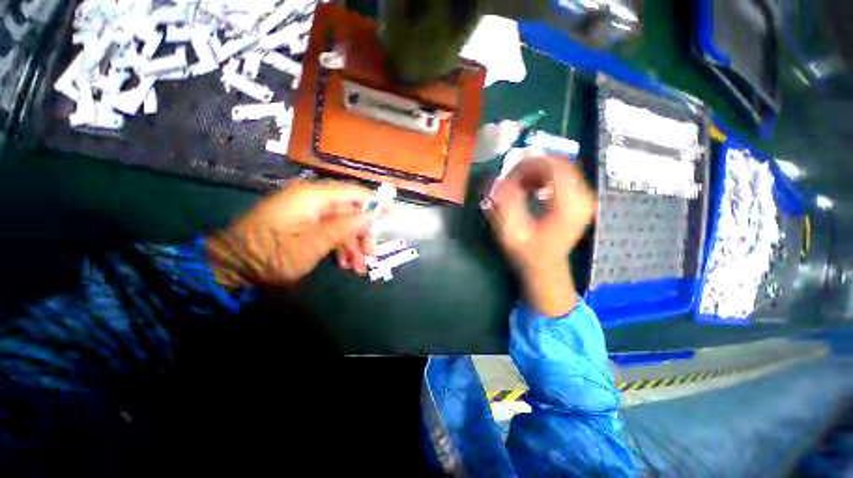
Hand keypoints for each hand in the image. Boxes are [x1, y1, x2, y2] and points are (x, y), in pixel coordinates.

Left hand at [207, 181, 374, 287]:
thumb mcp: (313, 244)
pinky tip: (344, 264)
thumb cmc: (272, 254)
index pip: (354, 193)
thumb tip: (370, 216)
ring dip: (353, 246)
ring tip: (358, 268)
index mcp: (313, 197)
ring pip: (343, 224)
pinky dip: (340, 247)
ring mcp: (309, 212)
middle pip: (351, 212)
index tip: (394, 214)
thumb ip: (344, 227)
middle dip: (363, 235)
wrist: (234, 265)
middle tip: (371, 255)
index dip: (376, 202)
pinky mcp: (305, 223)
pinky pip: (331, 231)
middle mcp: (313, 200)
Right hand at [484, 156, 596, 316]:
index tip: (510, 172)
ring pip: (561, 167)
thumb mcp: (512, 231)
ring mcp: (585, 196)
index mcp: (570, 204)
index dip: (529, 163)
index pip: (554, 166)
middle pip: (559, 162)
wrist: (546, 266)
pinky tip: (532, 187)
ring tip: (519, 182)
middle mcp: (584, 197)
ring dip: (537, 170)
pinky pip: (564, 175)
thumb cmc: (528, 251)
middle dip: (532, 165)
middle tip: (511, 176)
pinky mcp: (580, 198)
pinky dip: (545, 176)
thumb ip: (506, 204)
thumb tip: (500, 180)